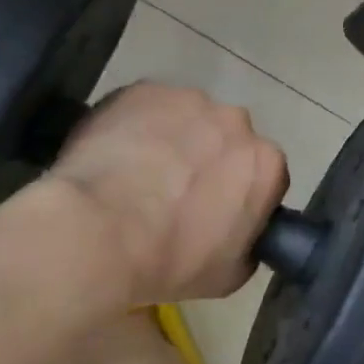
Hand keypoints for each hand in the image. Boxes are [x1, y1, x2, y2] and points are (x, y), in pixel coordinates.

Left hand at [48, 83, 287, 305]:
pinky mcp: (145, 89)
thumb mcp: (230, 274)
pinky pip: (149, 107)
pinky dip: (138, 125)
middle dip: (210, 160)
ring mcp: (191, 101)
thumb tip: (240, 232)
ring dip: (175, 140)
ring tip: (140, 173)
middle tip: (176, 193)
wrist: (97, 233)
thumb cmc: (170, 260)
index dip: (240, 193)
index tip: (217, 212)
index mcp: (267, 165)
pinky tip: (116, 154)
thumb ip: (249, 242)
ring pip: (189, 120)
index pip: (265, 175)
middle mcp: (238, 123)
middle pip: (228, 140)